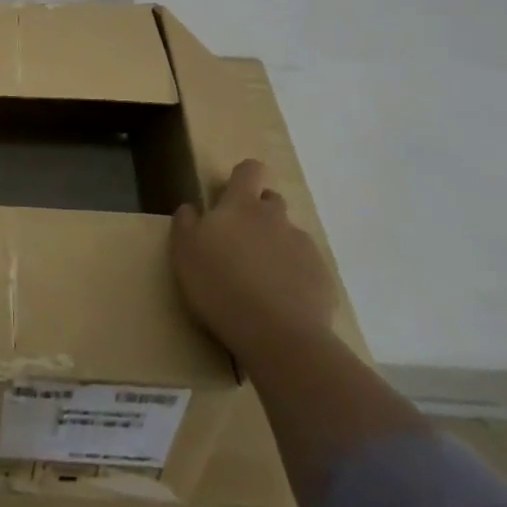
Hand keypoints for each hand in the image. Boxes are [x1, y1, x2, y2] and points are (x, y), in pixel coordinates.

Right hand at [171, 159, 338, 360]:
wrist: (277, 335)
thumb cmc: (219, 285)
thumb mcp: (184, 251)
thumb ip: (186, 222)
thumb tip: (193, 207)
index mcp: (241, 205)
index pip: (249, 170)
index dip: (242, 177)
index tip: (230, 195)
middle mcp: (276, 218)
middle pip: (271, 201)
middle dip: (258, 213)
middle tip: (240, 244)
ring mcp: (304, 247)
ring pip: (289, 236)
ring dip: (276, 247)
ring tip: (260, 280)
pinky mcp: (322, 278)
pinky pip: (305, 268)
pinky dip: (294, 277)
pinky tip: (281, 302)